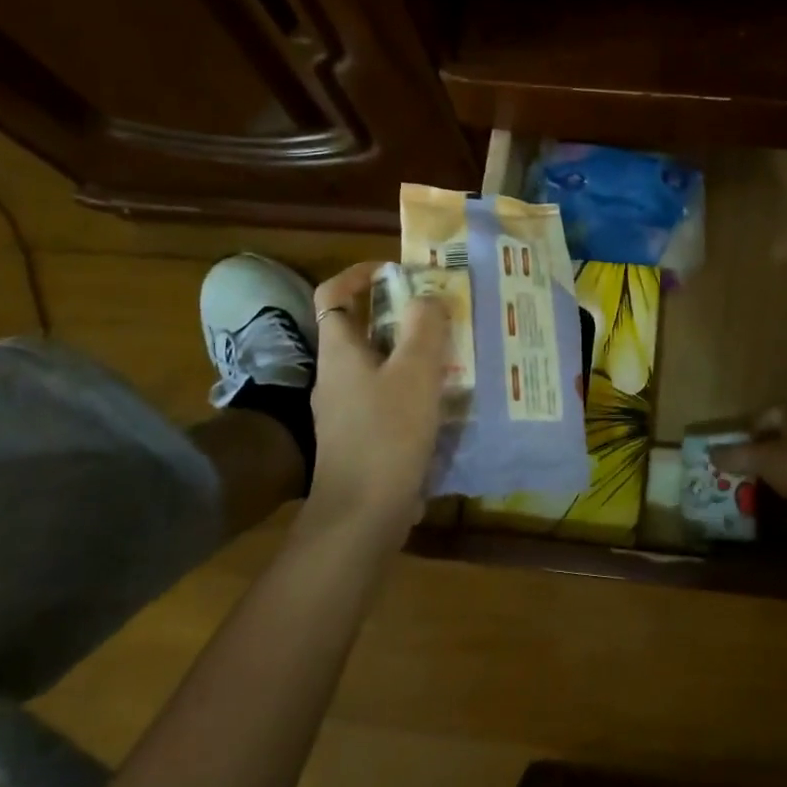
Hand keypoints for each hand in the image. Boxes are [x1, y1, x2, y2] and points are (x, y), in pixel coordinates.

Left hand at [305, 262, 449, 534]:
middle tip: (441, 314)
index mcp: (339, 351)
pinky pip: (387, 396)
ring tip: (452, 353)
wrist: (362, 514)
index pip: (333, 295)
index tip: (397, 271)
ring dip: (412, 353)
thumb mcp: (415, 372)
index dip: (359, 275)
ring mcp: (346, 409)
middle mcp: (336, 375)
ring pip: (379, 365)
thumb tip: (427, 297)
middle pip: (362, 329)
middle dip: (401, 316)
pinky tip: (444, 400)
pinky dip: (412, 388)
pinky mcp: (361, 437)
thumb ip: (424, 328)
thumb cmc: (387, 434)